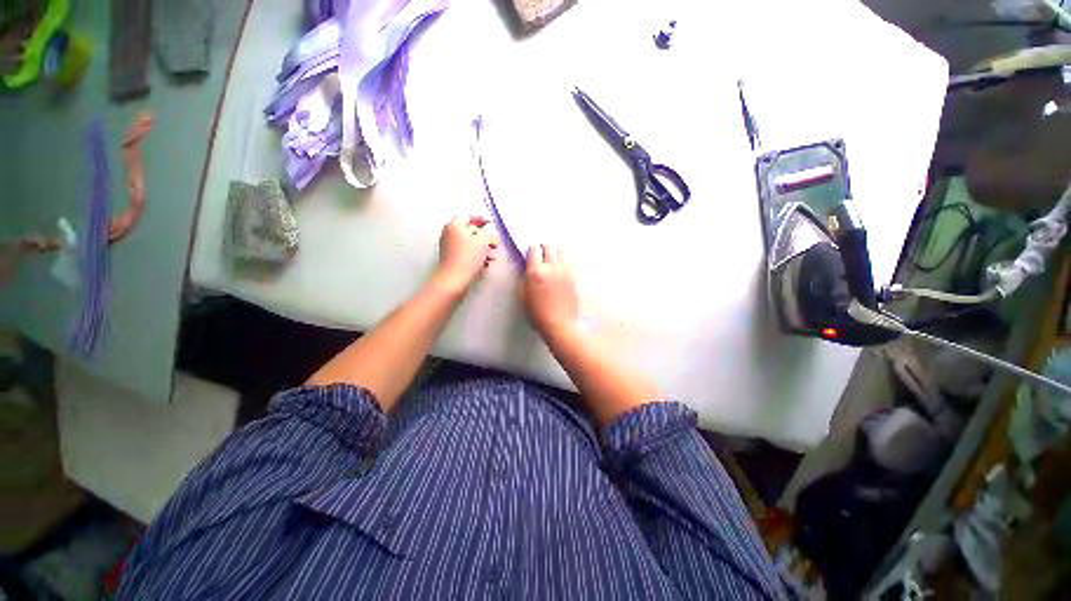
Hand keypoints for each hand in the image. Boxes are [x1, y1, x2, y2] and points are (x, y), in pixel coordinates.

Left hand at [436, 216, 499, 292]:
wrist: (455, 278)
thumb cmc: (468, 257)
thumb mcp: (482, 240)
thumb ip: (486, 231)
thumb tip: (486, 229)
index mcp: (454, 225)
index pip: (468, 216)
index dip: (481, 219)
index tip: (490, 224)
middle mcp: (449, 233)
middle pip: (469, 231)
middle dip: (484, 236)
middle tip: (494, 242)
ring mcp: (449, 246)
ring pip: (469, 243)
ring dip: (483, 247)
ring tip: (493, 254)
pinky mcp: (451, 258)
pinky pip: (466, 252)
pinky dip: (476, 255)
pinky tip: (485, 262)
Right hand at [522, 244, 579, 340]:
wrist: (561, 325)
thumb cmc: (540, 315)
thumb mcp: (524, 297)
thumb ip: (526, 279)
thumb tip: (528, 270)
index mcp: (536, 272)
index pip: (534, 250)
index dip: (532, 252)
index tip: (532, 255)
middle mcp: (552, 268)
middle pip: (549, 247)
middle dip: (544, 250)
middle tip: (542, 257)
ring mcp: (565, 271)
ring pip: (562, 252)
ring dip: (556, 255)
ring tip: (554, 263)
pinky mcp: (574, 277)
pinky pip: (570, 263)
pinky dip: (565, 263)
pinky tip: (561, 272)